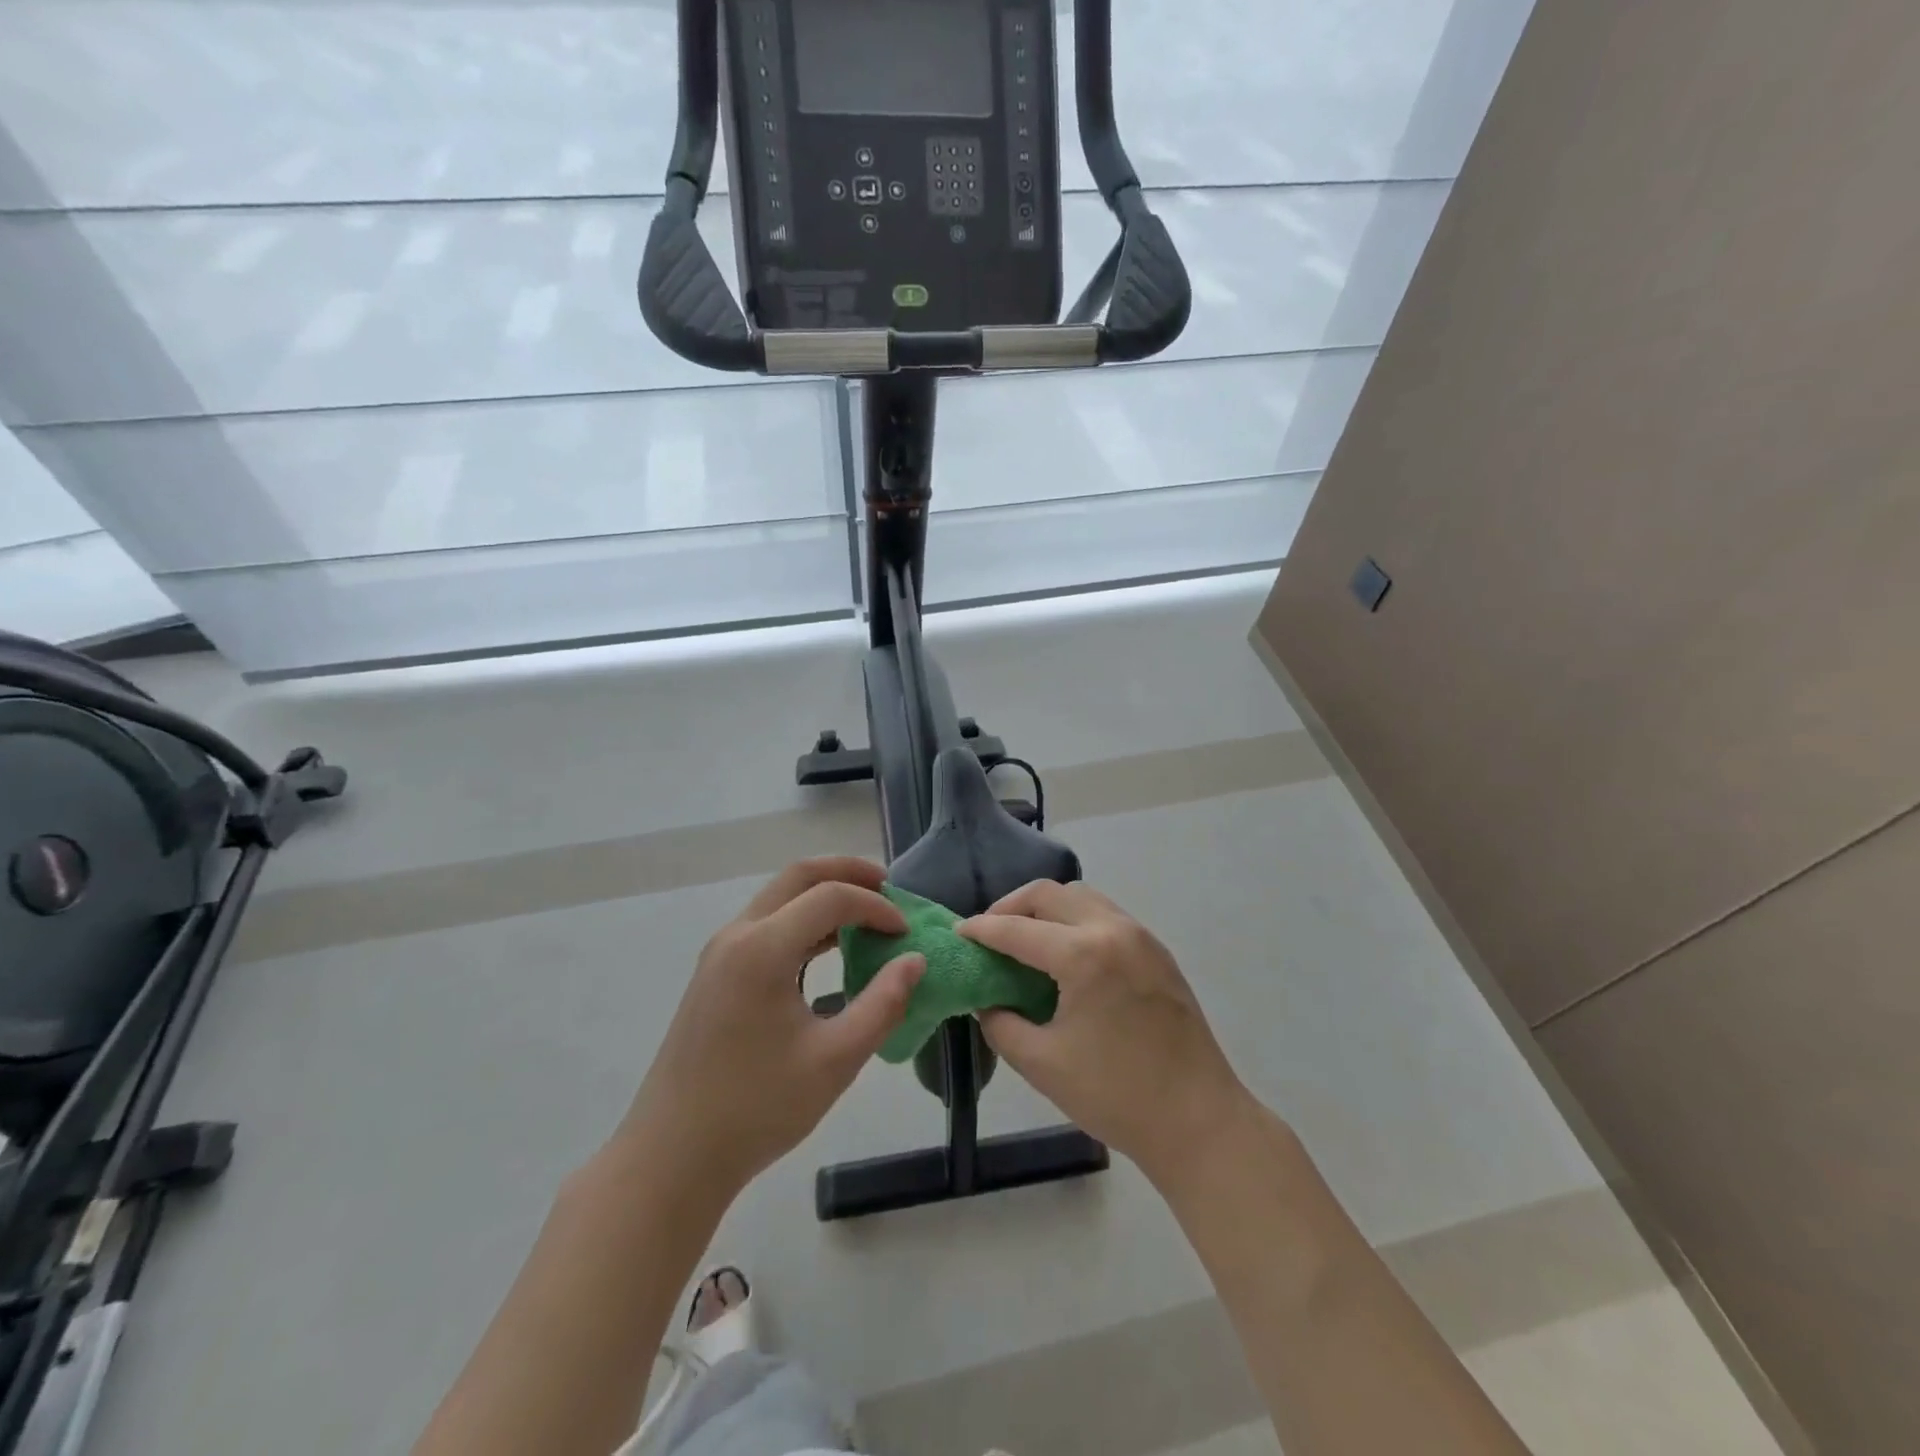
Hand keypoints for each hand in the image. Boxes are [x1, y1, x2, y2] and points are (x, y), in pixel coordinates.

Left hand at [618, 858, 923, 1198]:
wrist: (672, 1156)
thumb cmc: (757, 1108)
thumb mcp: (835, 1060)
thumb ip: (883, 1004)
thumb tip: (914, 961)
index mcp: (762, 949)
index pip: (831, 897)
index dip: (876, 907)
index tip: (906, 935)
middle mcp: (737, 935)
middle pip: (798, 876)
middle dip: (848, 873)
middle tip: (889, 888)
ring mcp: (720, 952)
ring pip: (779, 897)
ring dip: (824, 895)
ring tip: (867, 914)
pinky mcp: (715, 973)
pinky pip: (766, 924)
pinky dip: (804, 921)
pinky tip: (830, 948)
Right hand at [960, 881, 1253, 1187]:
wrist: (1199, 1121)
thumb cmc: (1116, 1096)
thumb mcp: (1042, 1063)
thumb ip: (1001, 1023)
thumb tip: (987, 1000)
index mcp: (1084, 955)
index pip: (1018, 929)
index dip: (982, 930)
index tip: (958, 933)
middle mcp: (1114, 930)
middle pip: (1049, 894)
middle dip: (1011, 906)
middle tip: (989, 933)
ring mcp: (1141, 937)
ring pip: (1081, 897)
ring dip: (1046, 908)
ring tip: (1024, 938)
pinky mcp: (1157, 951)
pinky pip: (1105, 914)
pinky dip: (1075, 919)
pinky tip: (1064, 953)